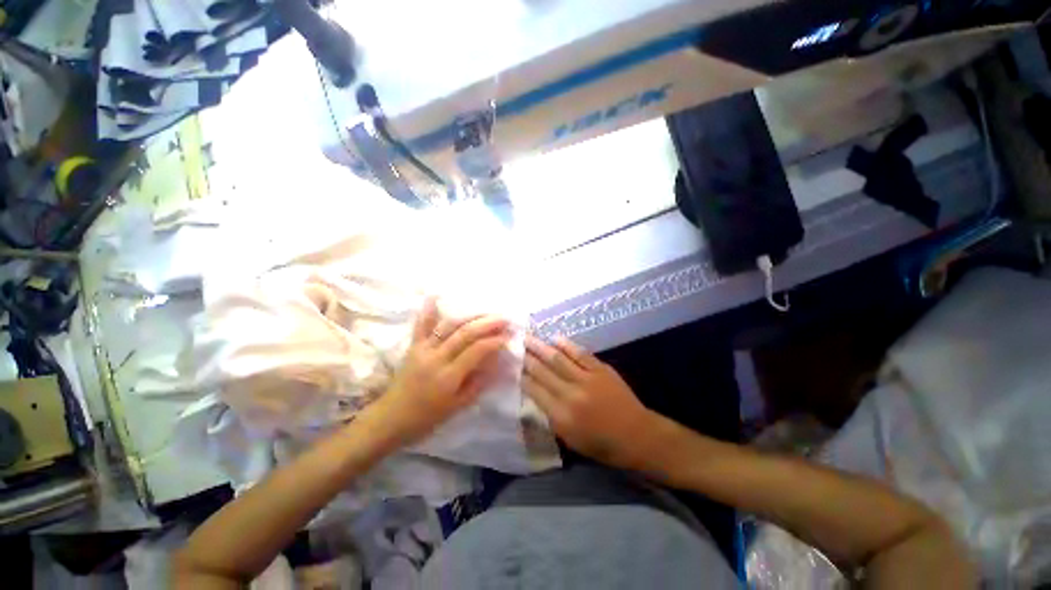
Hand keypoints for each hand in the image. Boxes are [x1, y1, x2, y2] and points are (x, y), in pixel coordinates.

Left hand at [368, 297, 511, 448]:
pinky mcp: (412, 347)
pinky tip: (435, 295)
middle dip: (487, 323)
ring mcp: (422, 350)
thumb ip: (479, 383)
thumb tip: (498, 363)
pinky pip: (421, 325)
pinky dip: (428, 310)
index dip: (495, 341)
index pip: (477, 351)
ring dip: (469, 315)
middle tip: (504, 318)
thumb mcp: (458, 407)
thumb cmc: (427, 418)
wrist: (390, 419)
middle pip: (465, 333)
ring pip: (448, 326)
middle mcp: (436, 358)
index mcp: (448, 377)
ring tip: (486, 310)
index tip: (509, 336)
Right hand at [522, 335, 658, 468]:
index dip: (521, 376)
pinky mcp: (601, 370)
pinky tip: (555, 338)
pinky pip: (580, 354)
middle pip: (543, 372)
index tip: (511, 364)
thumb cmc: (602, 445)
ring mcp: (587, 379)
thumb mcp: (570, 440)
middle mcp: (571, 394)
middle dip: (526, 357)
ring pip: (558, 359)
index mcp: (562, 416)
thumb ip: (551, 417)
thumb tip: (535, 396)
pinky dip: (567, 345)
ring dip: (541, 347)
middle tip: (514, 345)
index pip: (534, 390)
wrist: (637, 436)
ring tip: (528, 337)